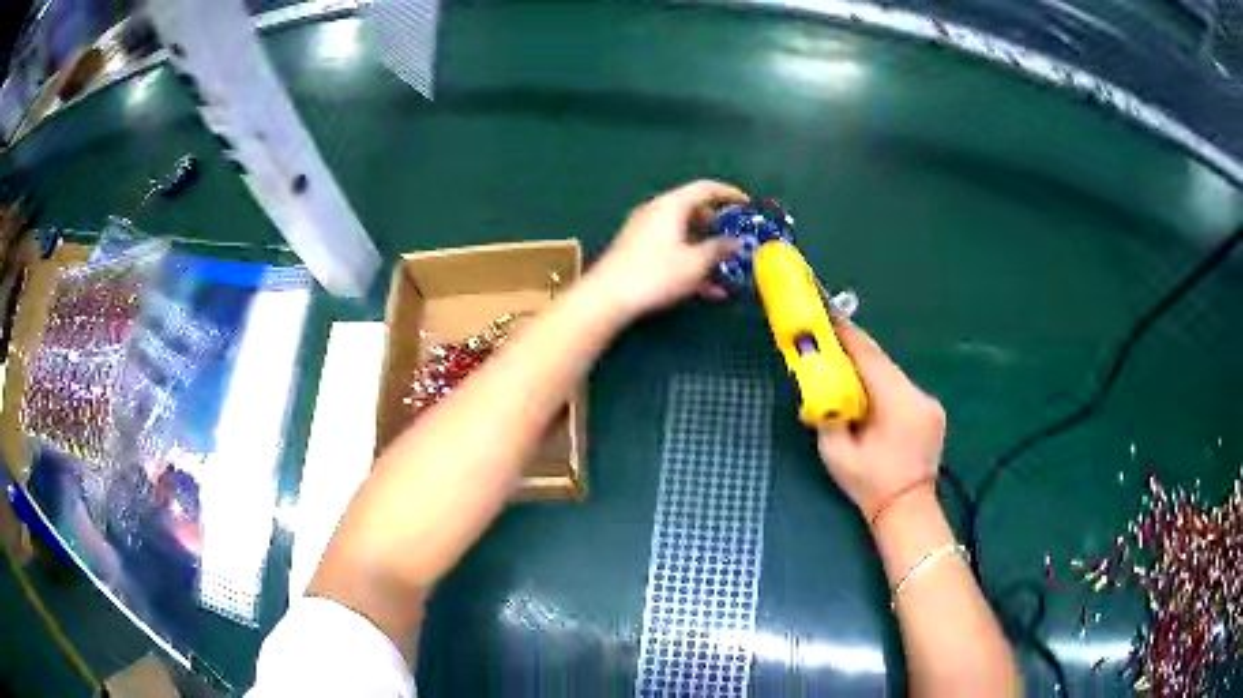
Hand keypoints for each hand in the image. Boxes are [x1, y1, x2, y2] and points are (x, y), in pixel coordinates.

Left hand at [587, 180, 747, 321]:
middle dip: (717, 226)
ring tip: (726, 270)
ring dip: (706, 251)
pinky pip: (671, 249)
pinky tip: (707, 290)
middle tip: (735, 238)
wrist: (608, 297)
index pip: (705, 188)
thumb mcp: (695, 263)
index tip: (746, 204)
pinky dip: (689, 262)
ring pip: (683, 234)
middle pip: (693, 210)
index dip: (729, 193)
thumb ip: (719, 249)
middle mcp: (656, 212)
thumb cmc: (656, 274)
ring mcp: (644, 231)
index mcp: (671, 205)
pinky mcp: (637, 251)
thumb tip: (735, 242)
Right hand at [817, 324, 945, 526]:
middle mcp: (918, 395)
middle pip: (883, 363)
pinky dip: (884, 388)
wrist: (907, 511)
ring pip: (893, 376)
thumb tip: (821, 389)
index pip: (870, 357)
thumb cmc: (870, 485)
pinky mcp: (932, 412)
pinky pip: (902, 390)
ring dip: (870, 372)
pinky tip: (871, 400)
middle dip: (856, 353)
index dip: (847, 334)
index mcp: (897, 403)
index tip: (828, 315)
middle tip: (831, 344)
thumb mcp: (836, 454)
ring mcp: (929, 403)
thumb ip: (827, 415)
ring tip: (847, 374)